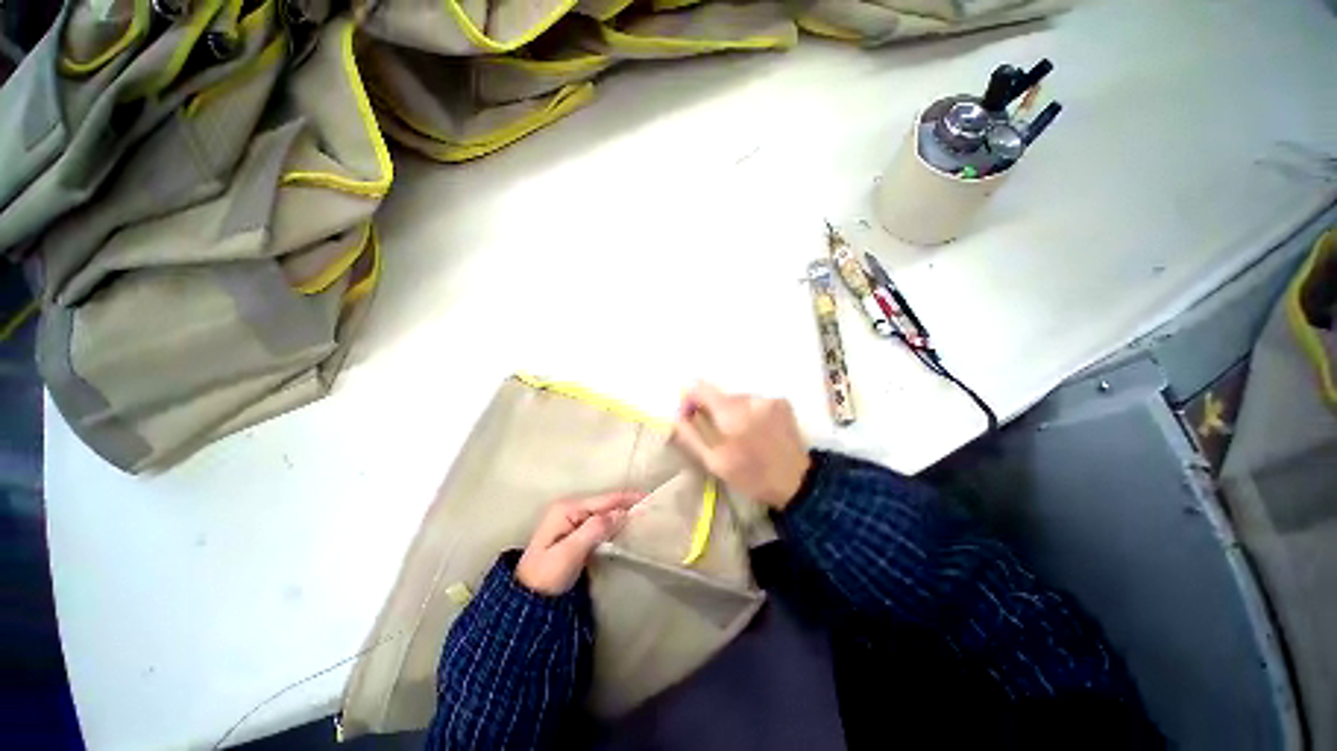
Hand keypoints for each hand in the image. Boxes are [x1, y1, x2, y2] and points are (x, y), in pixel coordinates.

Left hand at [516, 491, 642, 595]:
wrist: (527, 603)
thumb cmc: (546, 577)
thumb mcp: (568, 554)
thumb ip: (594, 530)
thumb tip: (621, 513)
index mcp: (567, 509)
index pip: (604, 500)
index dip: (628, 498)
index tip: (650, 498)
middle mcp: (570, 509)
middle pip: (605, 503)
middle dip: (627, 504)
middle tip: (652, 507)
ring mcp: (572, 520)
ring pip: (604, 512)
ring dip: (622, 513)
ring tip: (645, 515)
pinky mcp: (576, 533)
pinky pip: (600, 523)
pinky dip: (615, 523)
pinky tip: (627, 526)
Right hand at [672, 382, 811, 510]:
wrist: (796, 482)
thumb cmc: (751, 476)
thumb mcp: (715, 462)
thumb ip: (692, 436)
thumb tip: (676, 415)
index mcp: (732, 413)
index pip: (701, 388)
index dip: (689, 399)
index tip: (689, 416)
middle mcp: (750, 399)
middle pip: (719, 395)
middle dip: (712, 410)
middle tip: (715, 433)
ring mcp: (769, 399)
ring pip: (737, 398)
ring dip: (731, 412)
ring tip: (739, 435)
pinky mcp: (781, 402)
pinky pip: (755, 401)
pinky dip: (749, 412)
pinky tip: (755, 430)